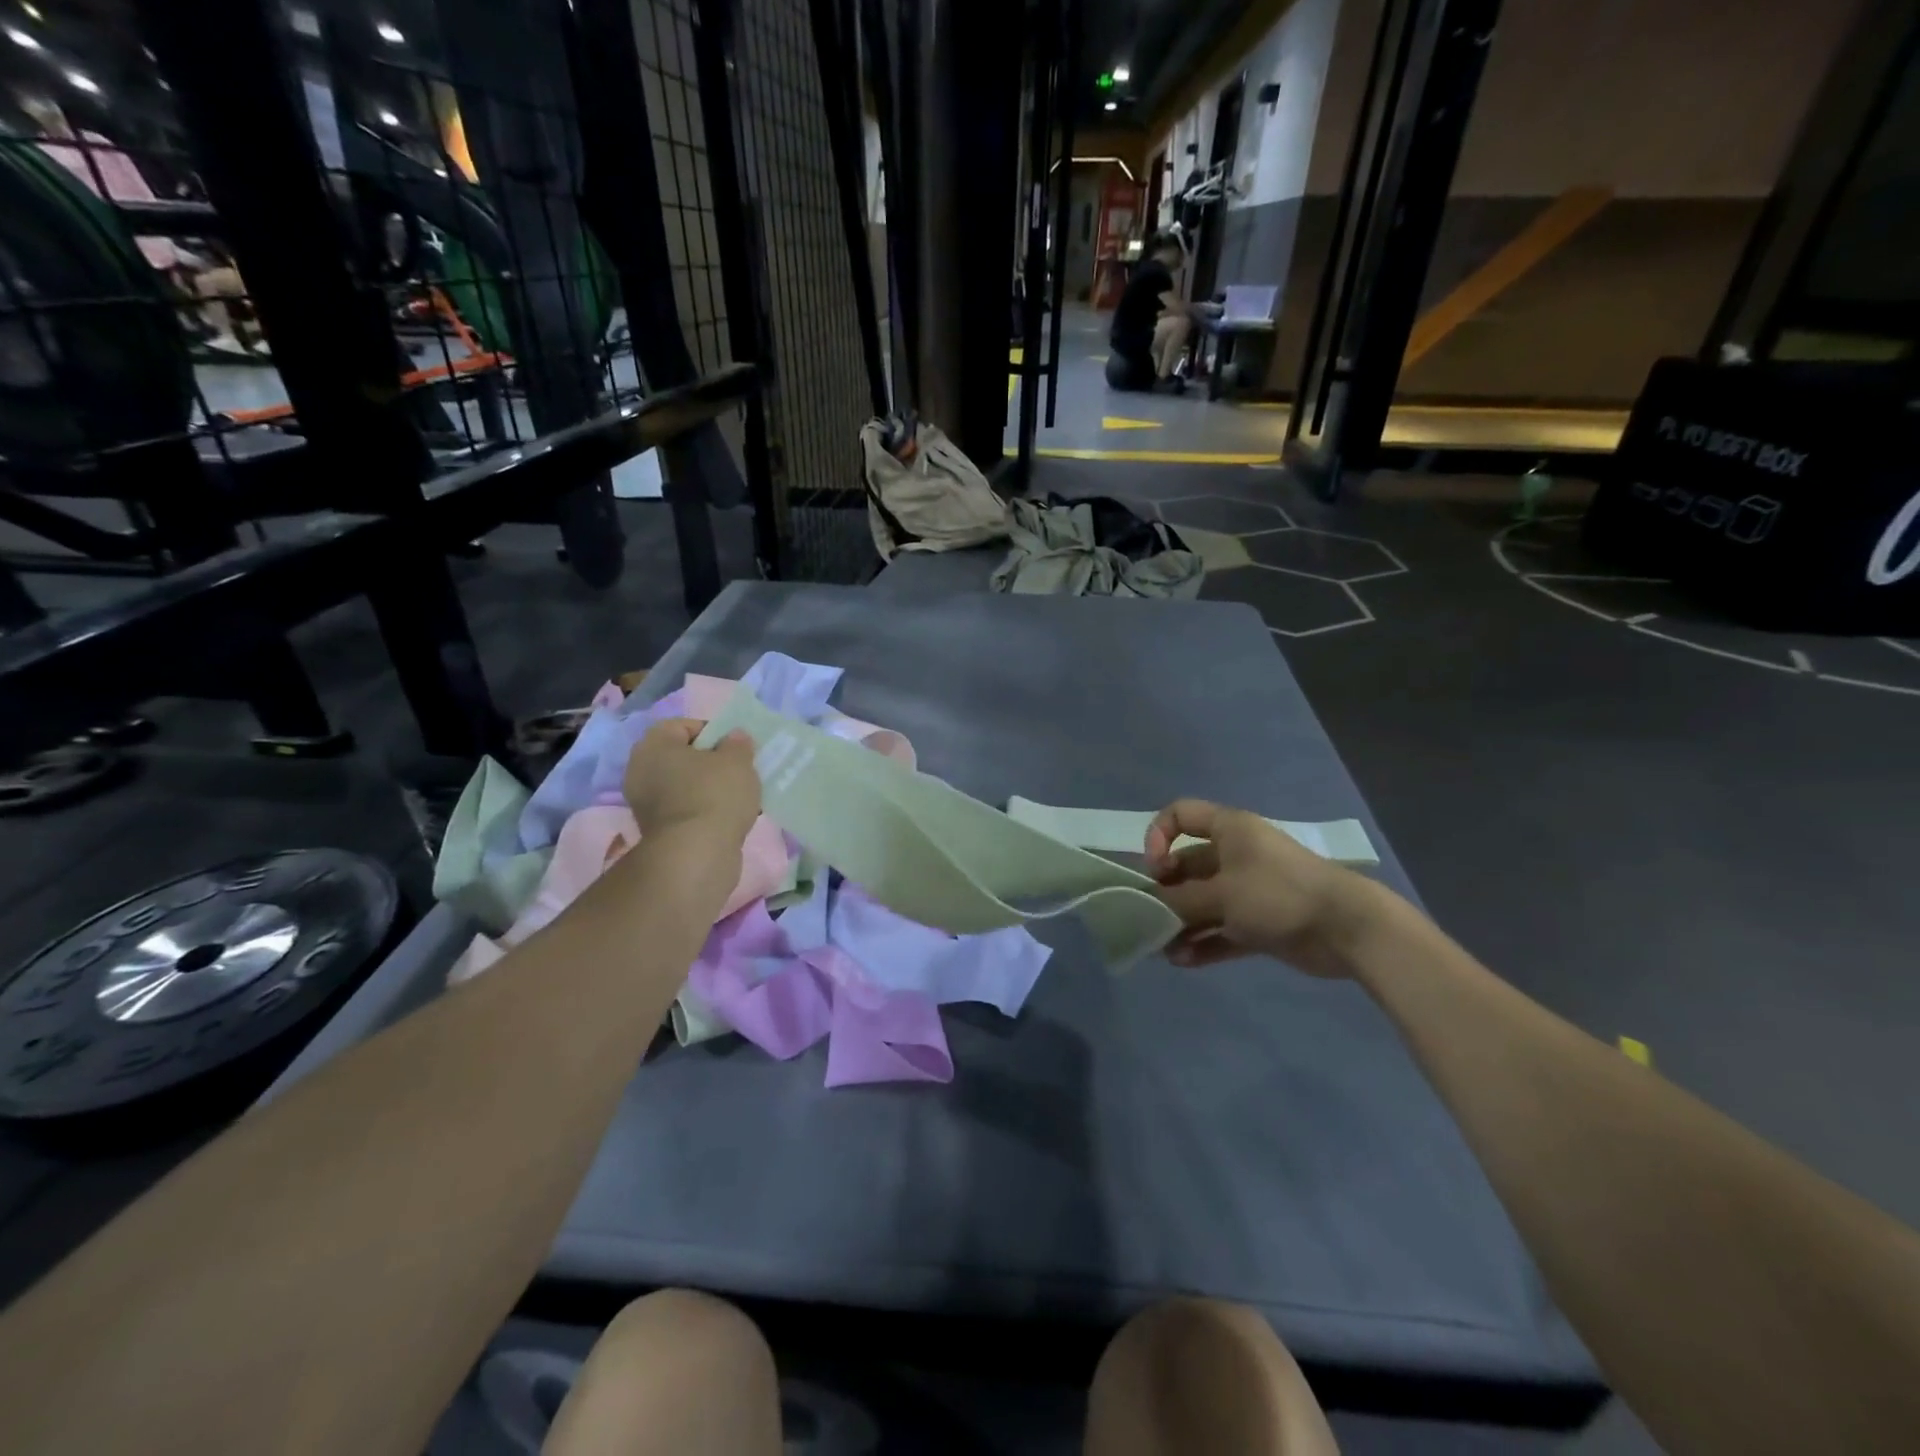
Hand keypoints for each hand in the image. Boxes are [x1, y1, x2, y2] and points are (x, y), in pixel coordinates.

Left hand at [622, 718, 759, 849]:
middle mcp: (641, 770)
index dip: (712, 731)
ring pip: (684, 785)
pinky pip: (685, 809)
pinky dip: (704, 810)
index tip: (735, 747)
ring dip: (709, 788)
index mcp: (653, 745)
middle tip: (738, 770)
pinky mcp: (657, 830)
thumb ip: (738, 744)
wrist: (697, 854)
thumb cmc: (715, 794)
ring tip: (738, 796)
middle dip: (711, 762)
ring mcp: (645, 803)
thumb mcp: (737, 761)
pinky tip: (728, 817)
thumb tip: (734, 737)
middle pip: (682, 757)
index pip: (682, 726)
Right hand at [1145, 799, 1382, 975]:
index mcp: (1228, 830)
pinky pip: (1222, 929)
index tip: (1156, 870)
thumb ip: (1181, 900)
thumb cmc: (1278, 893)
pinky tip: (1183, 961)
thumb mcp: (1222, 893)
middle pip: (1187, 865)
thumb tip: (1152, 906)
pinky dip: (1204, 942)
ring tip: (1163, 948)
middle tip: (1150, 916)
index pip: (1180, 815)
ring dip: (1182, 923)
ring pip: (1203, 902)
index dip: (1158, 836)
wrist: (1348, 928)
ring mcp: (1249, 890)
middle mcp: (1236, 854)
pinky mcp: (1260, 922)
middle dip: (1166, 891)